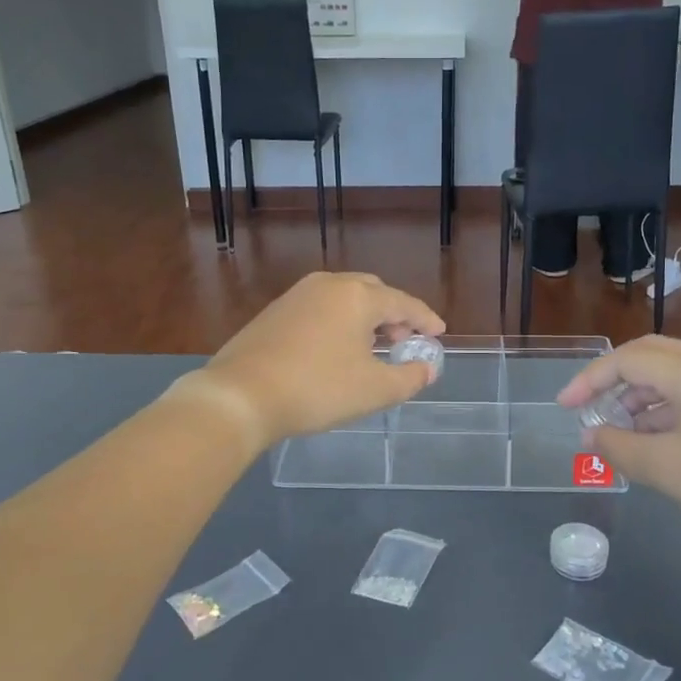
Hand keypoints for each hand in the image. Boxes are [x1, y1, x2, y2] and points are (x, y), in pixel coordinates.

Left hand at [183, 272, 443, 449]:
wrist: (241, 395)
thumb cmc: (317, 389)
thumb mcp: (374, 390)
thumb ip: (409, 377)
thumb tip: (426, 368)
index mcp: (358, 296)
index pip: (404, 303)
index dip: (425, 319)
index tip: (439, 333)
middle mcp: (328, 285)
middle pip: (373, 292)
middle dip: (394, 315)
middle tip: (403, 342)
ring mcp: (297, 295)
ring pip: (343, 298)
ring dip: (364, 318)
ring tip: (371, 348)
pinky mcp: (274, 311)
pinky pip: (319, 309)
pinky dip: (338, 322)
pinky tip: (335, 349)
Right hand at [557, 336, 680, 550]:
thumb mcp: (664, 468)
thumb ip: (617, 447)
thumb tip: (591, 435)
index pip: (626, 360)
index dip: (589, 380)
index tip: (566, 407)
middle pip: (650, 354)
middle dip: (613, 376)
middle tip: (589, 402)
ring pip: (671, 373)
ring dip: (638, 393)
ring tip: (619, 428)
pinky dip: (663, 406)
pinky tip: (654, 437)